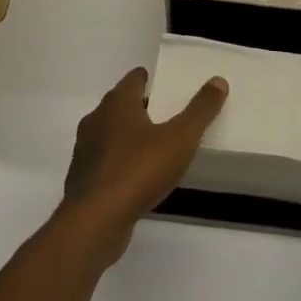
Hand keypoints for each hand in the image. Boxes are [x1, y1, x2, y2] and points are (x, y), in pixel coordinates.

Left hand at [60, 67, 227, 262]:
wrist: (95, 222)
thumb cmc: (138, 170)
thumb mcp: (180, 138)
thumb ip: (200, 109)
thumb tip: (218, 80)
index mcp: (117, 102)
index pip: (134, 78)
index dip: (152, 80)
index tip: (169, 88)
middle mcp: (96, 119)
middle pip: (122, 104)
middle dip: (143, 108)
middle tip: (169, 116)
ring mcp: (85, 150)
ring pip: (111, 133)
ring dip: (129, 137)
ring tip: (156, 148)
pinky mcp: (82, 179)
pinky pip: (105, 161)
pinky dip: (120, 162)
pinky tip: (137, 178)